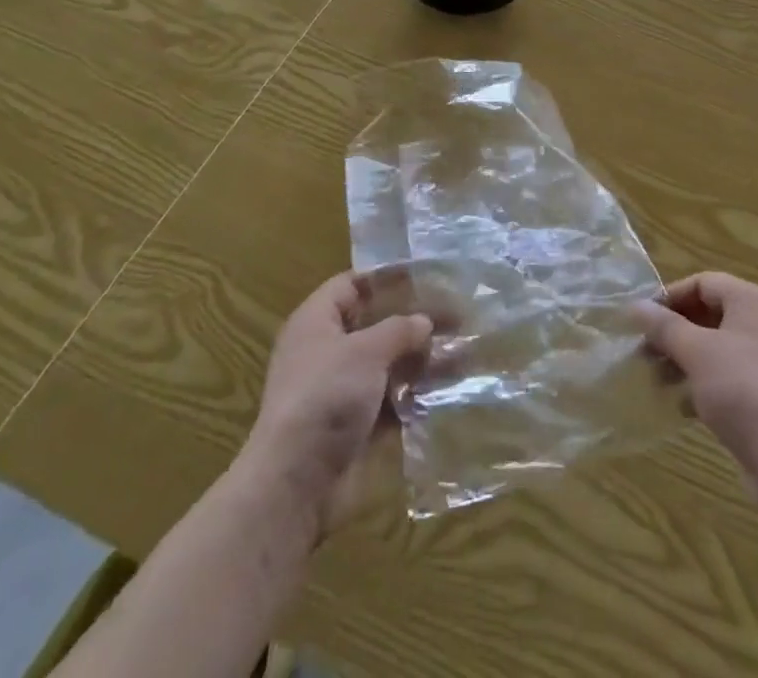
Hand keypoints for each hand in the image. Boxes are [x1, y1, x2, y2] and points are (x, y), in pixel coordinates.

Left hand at [237, 271, 432, 538]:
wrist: (295, 484)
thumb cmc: (325, 396)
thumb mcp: (366, 351)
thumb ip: (399, 329)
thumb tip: (424, 321)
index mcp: (316, 322)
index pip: (351, 284)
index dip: (385, 277)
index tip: (425, 273)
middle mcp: (326, 352)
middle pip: (375, 324)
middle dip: (413, 320)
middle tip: (455, 314)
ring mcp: (340, 390)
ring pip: (387, 364)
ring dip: (420, 359)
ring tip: (462, 352)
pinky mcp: (354, 426)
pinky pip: (391, 401)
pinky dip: (415, 395)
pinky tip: (449, 390)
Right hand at [638, 272, 757, 480]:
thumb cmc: (741, 390)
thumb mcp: (696, 352)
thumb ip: (664, 326)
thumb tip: (635, 305)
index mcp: (752, 301)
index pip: (703, 282)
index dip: (671, 296)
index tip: (642, 321)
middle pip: (710, 313)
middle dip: (674, 331)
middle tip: (645, 351)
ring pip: (716, 346)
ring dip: (684, 358)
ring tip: (657, 379)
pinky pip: (728, 374)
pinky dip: (703, 382)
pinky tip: (682, 405)